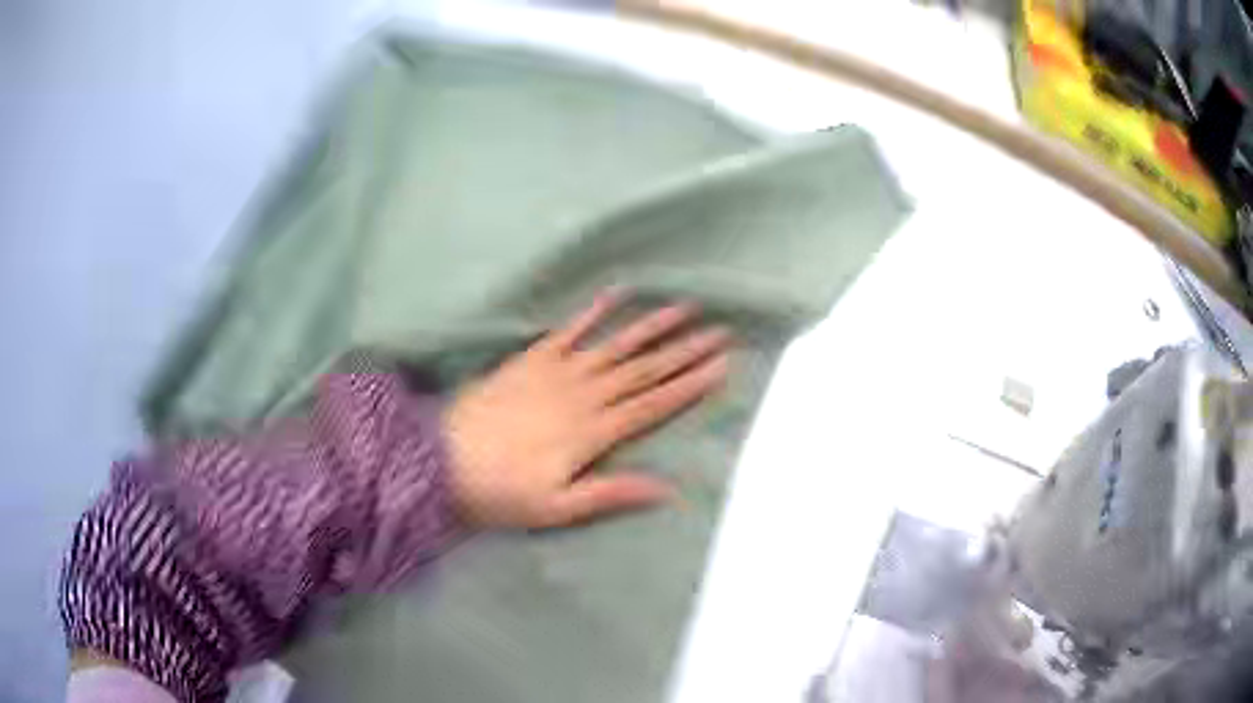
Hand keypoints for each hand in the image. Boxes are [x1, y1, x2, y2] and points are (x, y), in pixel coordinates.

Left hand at [444, 290, 730, 528]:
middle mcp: (582, 395)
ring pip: (615, 345)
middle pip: (644, 370)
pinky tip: (616, 294)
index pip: (652, 406)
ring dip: (652, 326)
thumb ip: (610, 494)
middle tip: (721, 331)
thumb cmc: (500, 491)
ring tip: (685, 307)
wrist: (440, 459)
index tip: (722, 366)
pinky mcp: (531, 358)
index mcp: (592, 432)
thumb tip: (667, 490)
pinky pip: (569, 330)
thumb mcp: (556, 507)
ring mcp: (556, 371)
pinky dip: (593, 311)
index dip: (689, 386)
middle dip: (685, 350)